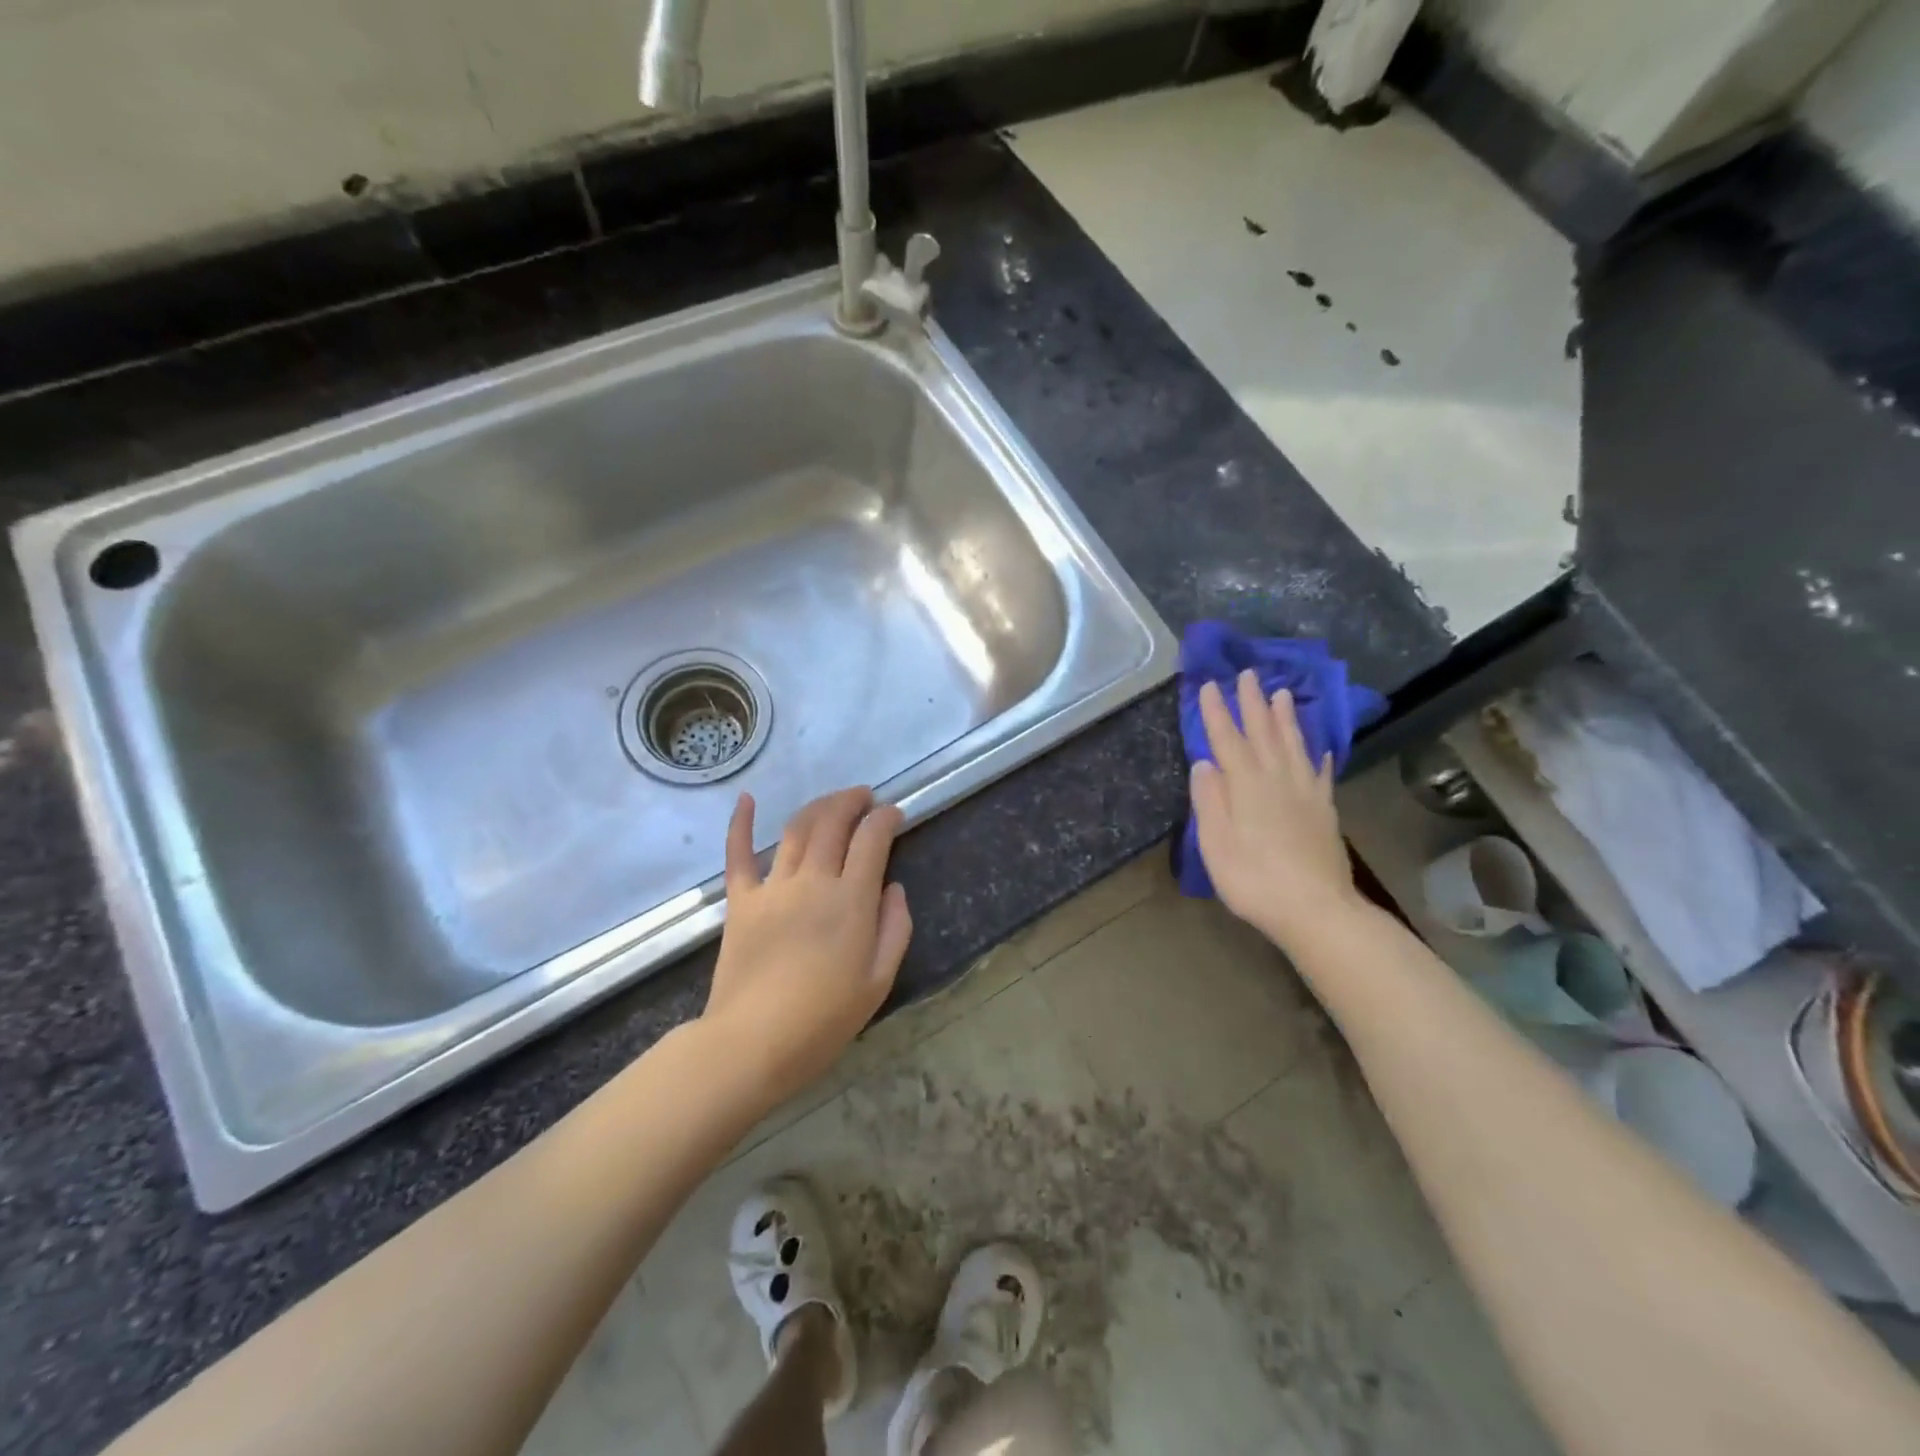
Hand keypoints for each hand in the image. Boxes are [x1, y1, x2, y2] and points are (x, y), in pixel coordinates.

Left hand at [702, 787, 911, 1109]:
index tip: (895, 813)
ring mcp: (772, 887)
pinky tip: (746, 798)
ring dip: (818, 806)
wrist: (751, 1044)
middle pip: (833, 822)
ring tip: (833, 801)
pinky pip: (738, 854)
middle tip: (865, 797)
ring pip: (795, 829)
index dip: (886, 818)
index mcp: (850, 900)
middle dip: (852, 801)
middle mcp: (812, 881)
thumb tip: (893, 887)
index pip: (872, 839)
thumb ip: (894, 928)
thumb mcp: (878, 982)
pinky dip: (740, 823)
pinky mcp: (740, 901)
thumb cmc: (823, 1021)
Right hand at [1190, 670, 1365, 951]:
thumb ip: (1209, 800)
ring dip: (1285, 718)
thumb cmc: (1253, 879)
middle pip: (1263, 733)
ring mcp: (1306, 793)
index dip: (1216, 712)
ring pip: (1294, 744)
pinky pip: (1320, 773)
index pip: (1227, 740)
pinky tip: (1318, 748)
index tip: (1208, 685)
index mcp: (1246, 785)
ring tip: (1281, 694)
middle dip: (1252, 703)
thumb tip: (1203, 763)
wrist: (1316, 910)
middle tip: (1247, 674)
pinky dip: (1317, 756)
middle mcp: (1277, 779)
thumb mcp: (1215, 843)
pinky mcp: (1325, 810)